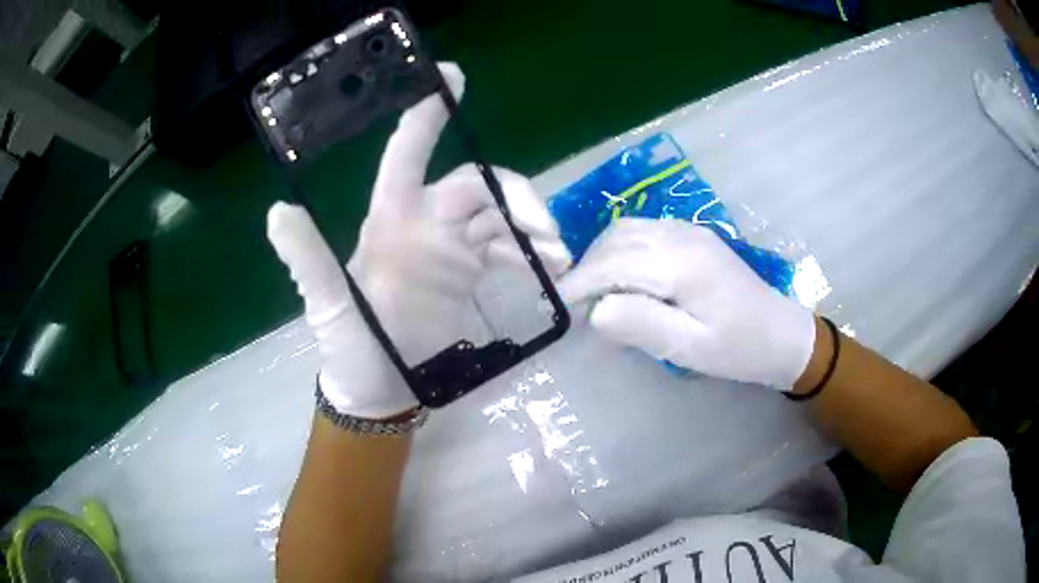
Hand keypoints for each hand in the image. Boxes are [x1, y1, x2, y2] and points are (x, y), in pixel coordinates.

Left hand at [267, 63, 569, 417]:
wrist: (383, 391)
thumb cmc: (353, 349)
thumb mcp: (328, 307)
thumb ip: (308, 261)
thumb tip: (277, 212)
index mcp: (389, 221)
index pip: (407, 157)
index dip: (426, 118)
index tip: (453, 79)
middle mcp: (422, 225)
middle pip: (476, 185)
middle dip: (515, 198)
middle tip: (545, 232)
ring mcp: (450, 248)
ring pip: (500, 215)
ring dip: (532, 229)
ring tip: (558, 259)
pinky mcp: (470, 272)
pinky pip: (509, 248)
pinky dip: (531, 253)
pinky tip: (549, 271)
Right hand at [557, 218, 814, 389]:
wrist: (782, 334)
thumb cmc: (739, 348)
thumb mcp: (691, 347)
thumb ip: (641, 325)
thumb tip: (595, 311)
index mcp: (682, 263)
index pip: (613, 262)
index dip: (580, 281)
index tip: (556, 303)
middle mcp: (681, 236)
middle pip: (616, 238)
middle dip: (587, 266)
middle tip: (575, 302)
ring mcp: (688, 231)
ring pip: (627, 229)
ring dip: (602, 255)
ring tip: (594, 290)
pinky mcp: (693, 236)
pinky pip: (644, 231)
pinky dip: (621, 248)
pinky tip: (622, 274)